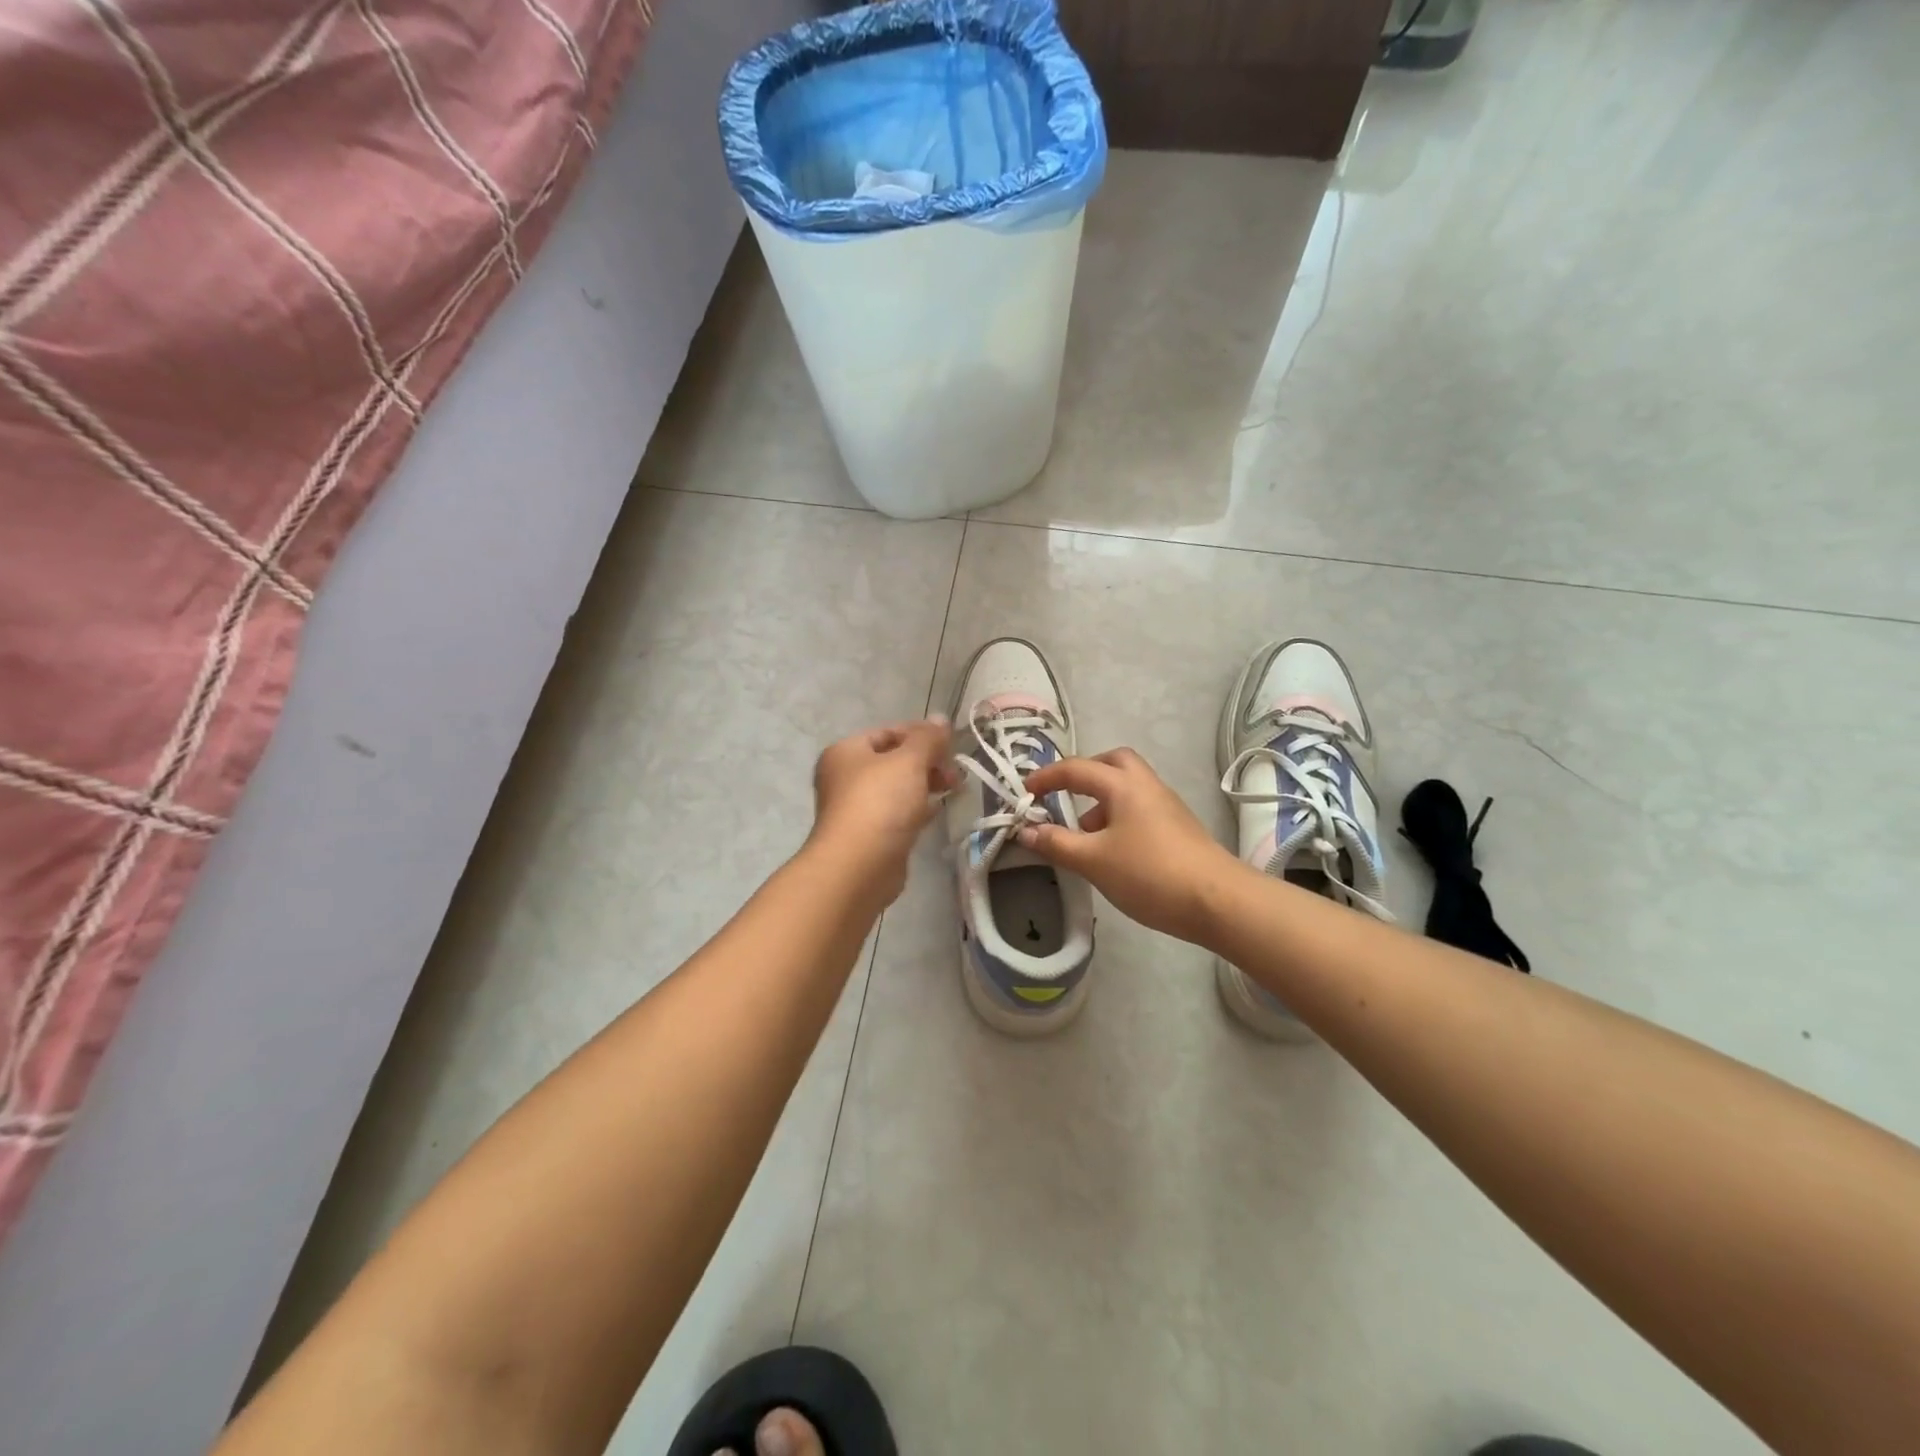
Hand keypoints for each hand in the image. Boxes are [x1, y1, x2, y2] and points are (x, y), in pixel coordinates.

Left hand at [807, 718, 956, 904]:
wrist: (858, 867)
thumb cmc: (880, 803)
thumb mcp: (909, 761)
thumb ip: (928, 739)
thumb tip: (941, 719)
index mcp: (846, 752)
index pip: (887, 732)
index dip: (920, 734)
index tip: (950, 744)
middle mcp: (845, 777)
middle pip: (893, 760)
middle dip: (927, 762)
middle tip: (955, 771)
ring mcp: (855, 808)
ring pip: (896, 788)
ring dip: (925, 785)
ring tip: (954, 789)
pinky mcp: (869, 836)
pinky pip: (896, 813)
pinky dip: (916, 809)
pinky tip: (935, 812)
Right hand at [1017, 747, 1240, 942]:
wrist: (1217, 900)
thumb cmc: (1150, 874)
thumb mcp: (1093, 861)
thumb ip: (1056, 843)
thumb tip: (1026, 830)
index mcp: (1122, 785)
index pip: (1076, 769)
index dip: (1046, 778)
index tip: (1025, 794)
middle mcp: (1146, 785)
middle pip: (1112, 762)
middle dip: (1084, 773)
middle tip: (1064, 795)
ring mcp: (1166, 805)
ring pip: (1128, 786)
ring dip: (1101, 799)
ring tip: (1083, 833)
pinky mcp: (1177, 826)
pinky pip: (1140, 806)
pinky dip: (1118, 816)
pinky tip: (1112, 850)